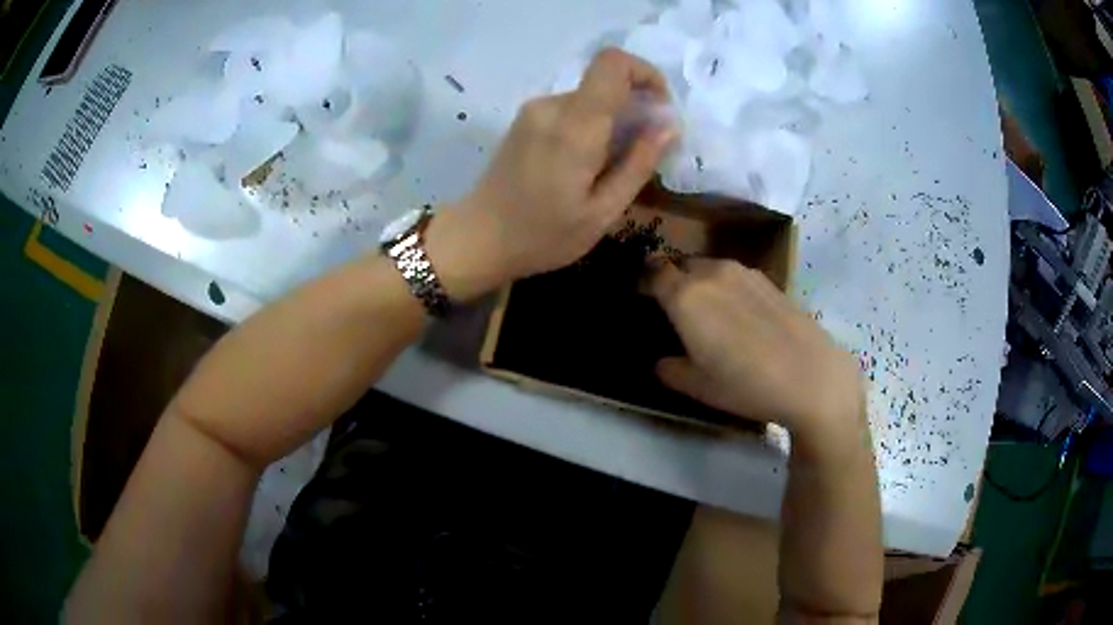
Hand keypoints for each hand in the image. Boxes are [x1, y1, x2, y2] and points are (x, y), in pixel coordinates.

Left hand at [456, 49, 676, 282]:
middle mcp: (551, 106)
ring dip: (612, 121)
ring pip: (590, 98)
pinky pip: (572, 109)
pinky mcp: (526, 119)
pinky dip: (591, 126)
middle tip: (643, 154)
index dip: (645, 73)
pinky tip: (587, 165)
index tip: (659, 108)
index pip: (612, 63)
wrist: (477, 239)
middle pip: (606, 83)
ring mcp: (534, 110)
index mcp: (573, 125)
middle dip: (634, 109)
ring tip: (612, 168)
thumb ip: (638, 164)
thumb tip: (669, 126)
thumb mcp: (602, 212)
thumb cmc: (541, 235)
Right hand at [648, 259, 866, 454]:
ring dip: (701, 282)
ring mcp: (744, 272)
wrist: (810, 377)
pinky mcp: (769, 280)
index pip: (653, 272)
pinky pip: (735, 275)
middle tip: (675, 311)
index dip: (644, 283)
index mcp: (686, 295)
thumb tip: (662, 360)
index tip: (643, 299)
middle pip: (681, 265)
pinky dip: (727, 287)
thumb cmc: (745, 385)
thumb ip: (669, 369)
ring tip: (709, 313)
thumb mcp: (697, 387)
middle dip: (672, 281)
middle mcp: (712, 273)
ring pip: (709, 268)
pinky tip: (741, 316)